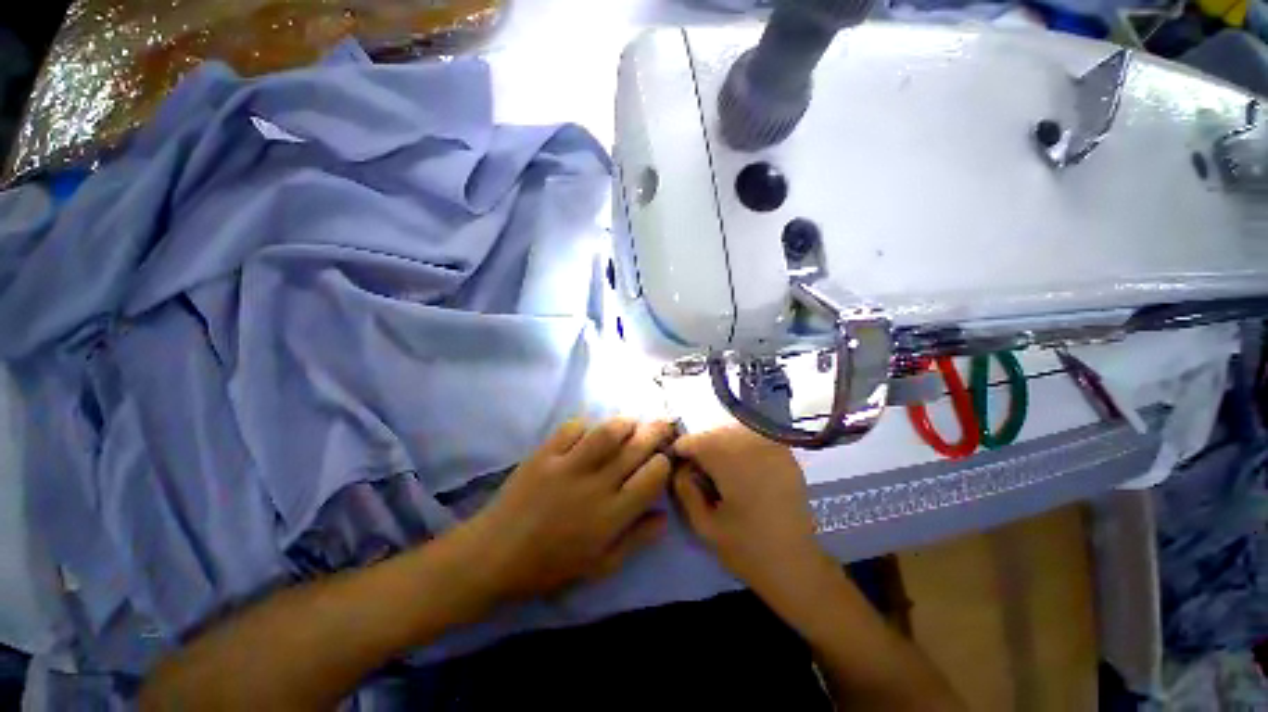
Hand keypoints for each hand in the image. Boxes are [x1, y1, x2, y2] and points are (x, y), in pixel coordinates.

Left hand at [467, 418, 675, 602]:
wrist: (495, 555)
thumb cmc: (550, 566)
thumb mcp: (600, 566)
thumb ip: (636, 540)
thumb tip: (663, 516)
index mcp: (611, 516)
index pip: (651, 478)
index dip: (662, 463)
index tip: (661, 460)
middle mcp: (595, 486)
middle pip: (635, 449)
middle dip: (654, 432)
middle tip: (661, 424)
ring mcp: (568, 466)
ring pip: (607, 432)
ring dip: (625, 423)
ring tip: (631, 423)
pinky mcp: (544, 454)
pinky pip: (572, 428)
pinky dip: (585, 425)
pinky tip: (588, 431)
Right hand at [672, 425, 829, 598]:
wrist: (798, 565)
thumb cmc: (747, 549)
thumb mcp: (703, 523)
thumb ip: (684, 488)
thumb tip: (679, 466)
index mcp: (729, 458)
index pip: (692, 440)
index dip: (680, 454)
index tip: (680, 471)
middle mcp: (751, 441)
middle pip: (712, 434)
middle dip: (701, 451)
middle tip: (701, 478)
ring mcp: (772, 444)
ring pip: (731, 433)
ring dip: (721, 449)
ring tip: (722, 477)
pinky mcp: (785, 452)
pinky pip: (752, 439)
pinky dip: (740, 450)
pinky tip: (743, 474)